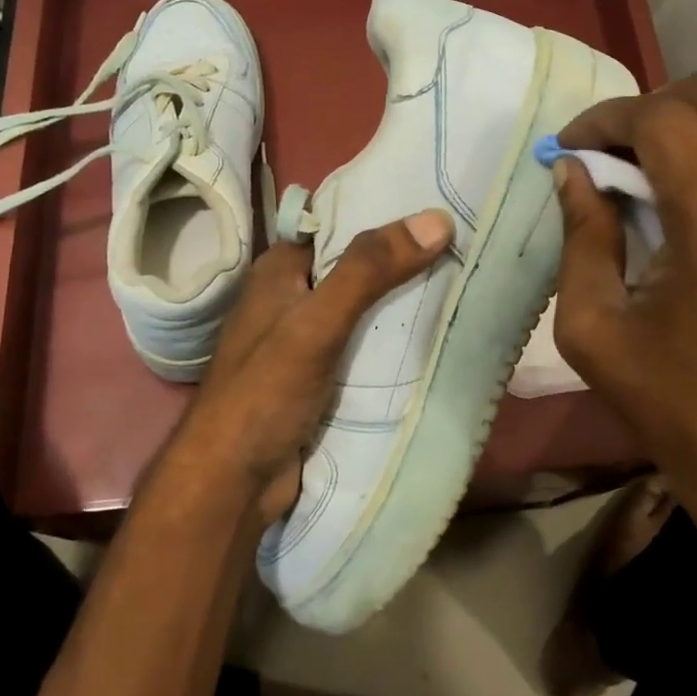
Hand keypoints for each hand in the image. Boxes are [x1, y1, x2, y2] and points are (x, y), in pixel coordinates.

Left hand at [162, 209, 454, 525]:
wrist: (232, 485)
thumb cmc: (264, 393)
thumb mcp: (317, 322)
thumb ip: (369, 271)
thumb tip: (436, 219)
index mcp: (279, 271)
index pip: (337, 226)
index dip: (384, 215)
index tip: (440, 209)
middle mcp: (291, 299)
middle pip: (356, 269)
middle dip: (403, 263)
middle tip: (463, 249)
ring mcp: (306, 342)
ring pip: (365, 311)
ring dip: (403, 306)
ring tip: (463, 285)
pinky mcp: (321, 378)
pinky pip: (365, 348)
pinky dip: (393, 344)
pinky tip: (435, 337)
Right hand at [551, 69, 696, 624]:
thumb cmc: (667, 400)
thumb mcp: (591, 324)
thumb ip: (581, 234)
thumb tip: (573, 170)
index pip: (665, 120)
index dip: (607, 119)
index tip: (569, 146)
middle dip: (651, 104)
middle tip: (608, 150)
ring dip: (684, 125)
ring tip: (639, 171)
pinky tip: (680, 200)